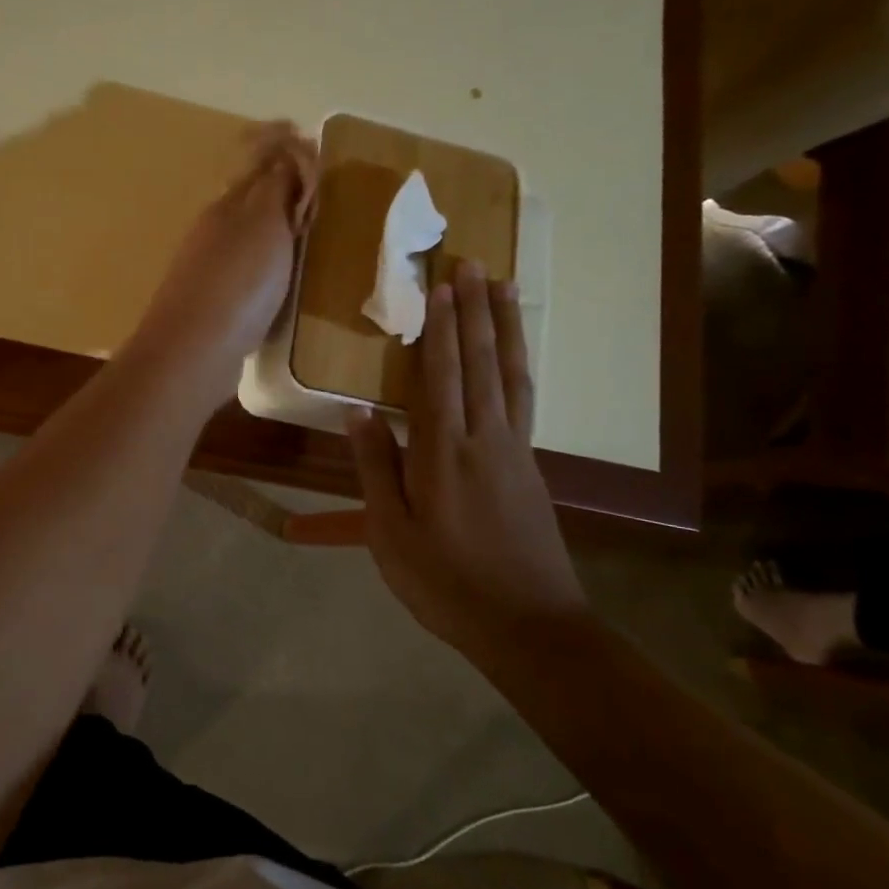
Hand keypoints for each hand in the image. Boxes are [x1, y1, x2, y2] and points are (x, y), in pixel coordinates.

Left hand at [129, 123, 316, 402]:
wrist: (194, 353)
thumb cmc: (236, 283)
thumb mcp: (263, 223)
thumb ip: (276, 185)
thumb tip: (287, 148)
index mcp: (226, 204)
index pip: (255, 160)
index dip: (284, 147)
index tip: (315, 147)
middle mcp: (214, 231)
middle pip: (253, 199)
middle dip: (286, 189)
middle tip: (322, 201)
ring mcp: (211, 270)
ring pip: (250, 237)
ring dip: (280, 231)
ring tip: (313, 241)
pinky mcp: (216, 306)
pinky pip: (249, 272)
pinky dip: (271, 267)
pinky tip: (286, 284)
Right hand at [346, 261, 585, 649]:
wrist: (529, 626)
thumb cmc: (445, 582)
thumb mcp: (391, 533)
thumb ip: (375, 467)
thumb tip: (358, 411)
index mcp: (444, 452)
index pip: (441, 374)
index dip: (440, 327)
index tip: (441, 283)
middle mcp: (485, 438)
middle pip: (480, 362)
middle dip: (474, 310)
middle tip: (472, 262)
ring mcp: (515, 450)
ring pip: (511, 374)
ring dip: (504, 327)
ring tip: (503, 288)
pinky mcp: (530, 467)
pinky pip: (523, 399)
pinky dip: (518, 365)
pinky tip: (514, 356)